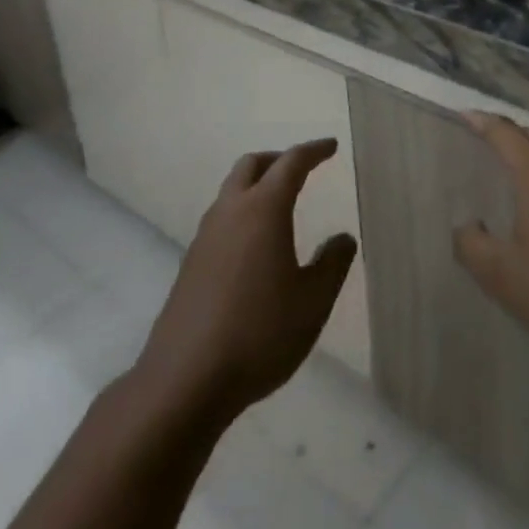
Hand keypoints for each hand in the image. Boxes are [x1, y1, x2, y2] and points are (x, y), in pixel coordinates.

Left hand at [132, 138, 357, 422]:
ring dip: (256, 185)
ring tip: (279, 206)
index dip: (313, 151)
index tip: (331, 147)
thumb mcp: (312, 302)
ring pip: (231, 190)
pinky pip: (221, 220)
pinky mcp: (190, 263)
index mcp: (263, 209)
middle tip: (301, 169)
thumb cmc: (259, 334)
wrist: (184, 381)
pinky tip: (253, 247)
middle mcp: (231, 211)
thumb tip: (343, 238)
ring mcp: (205, 237)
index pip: (291, 163)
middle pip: (252, 165)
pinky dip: (241, 214)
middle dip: (278, 160)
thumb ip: (333, 264)